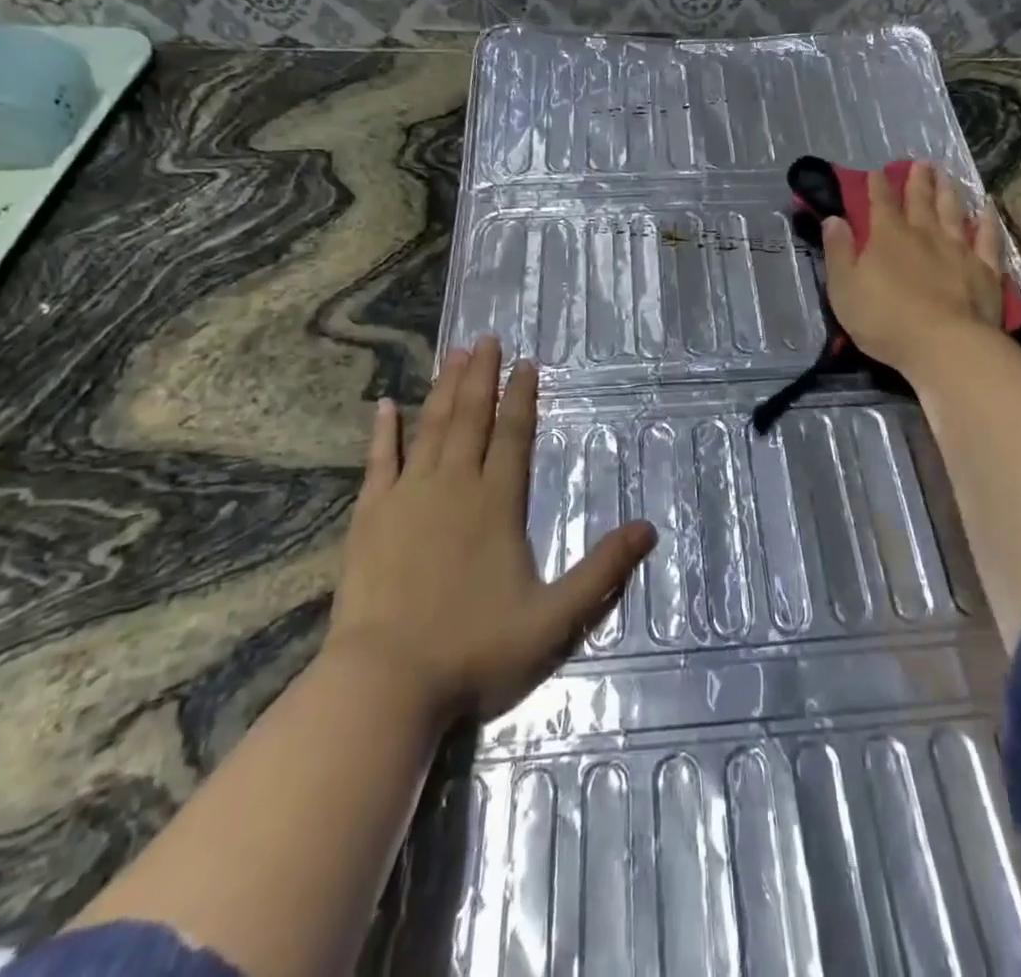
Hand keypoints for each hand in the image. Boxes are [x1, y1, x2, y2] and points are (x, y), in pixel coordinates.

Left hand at [326, 337, 657, 723]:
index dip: (522, 397)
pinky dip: (383, 432)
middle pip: (471, 418)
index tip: (526, 364)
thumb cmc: (474, 650)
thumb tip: (649, 528)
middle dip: (481, 376)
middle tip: (486, 339)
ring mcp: (408, 497)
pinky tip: (385, 406)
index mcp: (497, 503)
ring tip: (453, 355)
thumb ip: (602, 570)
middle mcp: (454, 486)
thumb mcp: (555, 618)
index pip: (514, 435)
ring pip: (430, 428)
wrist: (386, 682)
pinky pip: (379, 461)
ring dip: (444, 390)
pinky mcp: (371, 516)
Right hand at [820, 161, 1005, 379]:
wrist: (944, 345)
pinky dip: (987, 221)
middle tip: (920, 163)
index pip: (880, 203)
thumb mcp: (844, 288)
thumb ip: (838, 251)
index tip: (876, 172)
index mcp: (887, 238)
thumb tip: (834, 219)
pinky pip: (987, 238)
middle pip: (920, 201)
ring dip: (948, 192)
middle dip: (917, 181)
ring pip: (953, 212)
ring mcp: (958, 250)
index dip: (877, 186)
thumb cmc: (884, 320)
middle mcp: (924, 235)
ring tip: (946, 175)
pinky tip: (987, 209)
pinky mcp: (985, 270)